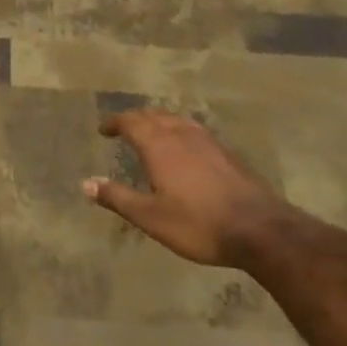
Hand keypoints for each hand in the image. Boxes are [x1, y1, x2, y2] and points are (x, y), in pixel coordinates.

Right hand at [83, 109, 283, 267]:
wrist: (261, 230)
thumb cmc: (198, 224)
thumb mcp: (150, 217)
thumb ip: (117, 197)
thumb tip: (85, 183)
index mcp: (159, 145)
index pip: (130, 121)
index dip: (114, 122)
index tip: (103, 129)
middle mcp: (181, 134)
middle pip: (153, 115)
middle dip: (135, 118)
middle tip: (124, 128)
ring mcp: (207, 140)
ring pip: (176, 119)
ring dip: (158, 121)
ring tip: (151, 132)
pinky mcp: (226, 152)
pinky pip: (194, 129)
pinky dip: (179, 130)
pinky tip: (185, 146)